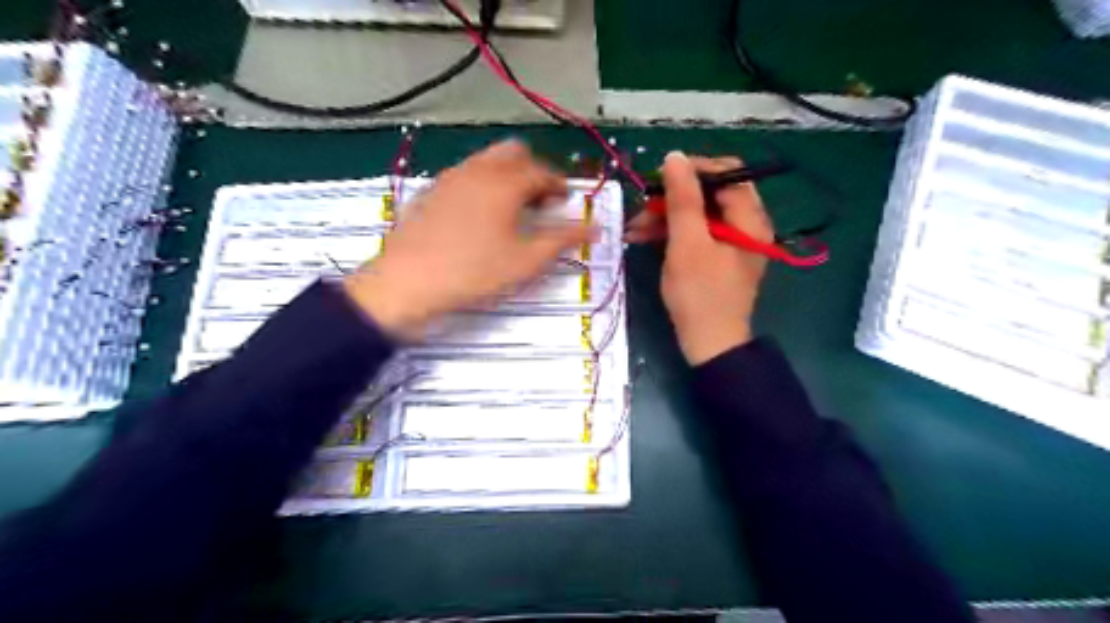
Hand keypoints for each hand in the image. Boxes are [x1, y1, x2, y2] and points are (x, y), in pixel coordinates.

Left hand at [347, 138, 588, 341]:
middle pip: (514, 153)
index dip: (559, 185)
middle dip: (533, 170)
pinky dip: (483, 184)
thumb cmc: (473, 273)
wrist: (406, 283)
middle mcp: (478, 170)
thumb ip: (562, 240)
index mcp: (505, 182)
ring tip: (512, 209)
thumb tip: (594, 229)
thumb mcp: (525, 262)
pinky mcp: (432, 190)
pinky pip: (466, 174)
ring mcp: (450, 177)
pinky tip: (480, 215)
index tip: (565, 201)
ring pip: (488, 161)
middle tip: (540, 200)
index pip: (543, 171)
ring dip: (507, 175)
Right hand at [623, 151, 772, 364]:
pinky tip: (642, 237)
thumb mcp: (687, 244)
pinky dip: (670, 233)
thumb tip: (676, 156)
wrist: (709, 344)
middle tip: (641, 207)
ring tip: (633, 228)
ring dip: (665, 216)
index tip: (661, 181)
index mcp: (748, 218)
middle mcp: (745, 224)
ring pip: (697, 213)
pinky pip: (694, 233)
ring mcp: (730, 241)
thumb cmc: (700, 294)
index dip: (694, 170)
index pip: (726, 173)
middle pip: (709, 193)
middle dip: (672, 197)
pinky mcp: (716, 256)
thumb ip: (683, 199)